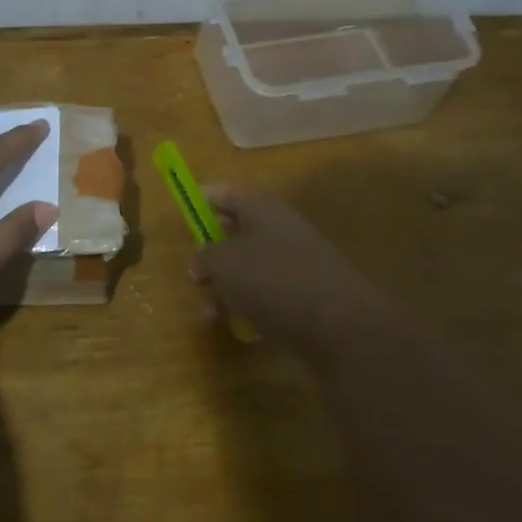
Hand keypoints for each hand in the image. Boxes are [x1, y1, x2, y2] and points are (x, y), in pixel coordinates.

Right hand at [187, 185, 392, 361]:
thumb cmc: (272, 280)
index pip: (229, 193)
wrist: (338, 326)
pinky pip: (266, 296)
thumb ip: (204, 256)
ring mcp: (297, 264)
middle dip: (211, 255)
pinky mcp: (305, 297)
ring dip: (225, 289)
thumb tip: (201, 262)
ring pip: (250, 269)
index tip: (183, 211)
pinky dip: (248, 308)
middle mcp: (282, 230)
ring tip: (209, 314)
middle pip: (238, 233)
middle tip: (194, 274)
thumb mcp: (223, 263)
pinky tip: (237, 328)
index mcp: (263, 209)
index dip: (204, 199)